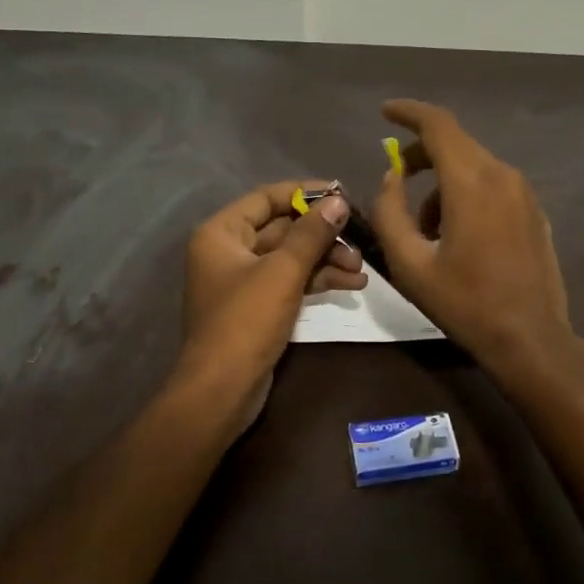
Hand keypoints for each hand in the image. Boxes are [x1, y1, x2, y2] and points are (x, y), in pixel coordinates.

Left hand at [177, 181, 364, 434]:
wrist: (222, 390)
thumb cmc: (246, 321)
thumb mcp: (283, 272)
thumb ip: (312, 234)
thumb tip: (338, 201)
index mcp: (222, 233)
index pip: (267, 198)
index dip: (305, 193)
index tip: (342, 193)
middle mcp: (229, 250)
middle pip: (283, 228)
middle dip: (323, 234)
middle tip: (360, 237)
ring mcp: (244, 280)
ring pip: (292, 257)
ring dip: (326, 259)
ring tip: (361, 268)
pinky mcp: (259, 306)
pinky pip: (292, 280)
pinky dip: (319, 280)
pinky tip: (353, 284)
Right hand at [369, 100, 575, 370]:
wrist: (531, 339)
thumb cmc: (465, 303)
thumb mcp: (410, 264)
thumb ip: (390, 212)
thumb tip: (392, 178)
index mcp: (472, 182)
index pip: (438, 125)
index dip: (408, 113)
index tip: (385, 113)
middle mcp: (503, 175)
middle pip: (456, 143)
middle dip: (421, 154)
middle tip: (396, 180)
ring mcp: (525, 193)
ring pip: (474, 166)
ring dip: (443, 183)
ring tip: (426, 229)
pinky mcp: (535, 211)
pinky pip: (493, 186)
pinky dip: (467, 194)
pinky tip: (458, 236)